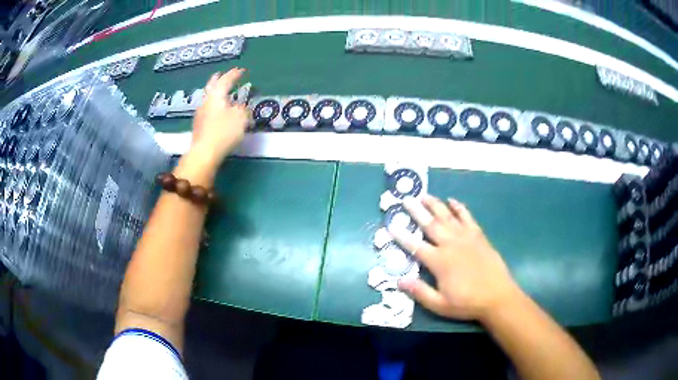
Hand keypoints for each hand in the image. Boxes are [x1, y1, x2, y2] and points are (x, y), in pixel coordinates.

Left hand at [190, 68, 250, 168]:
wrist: (204, 152)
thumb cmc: (224, 132)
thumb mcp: (240, 117)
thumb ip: (243, 108)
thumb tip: (242, 105)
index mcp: (216, 95)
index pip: (226, 80)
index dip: (234, 74)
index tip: (242, 70)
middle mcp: (206, 101)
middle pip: (211, 85)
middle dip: (218, 78)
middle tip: (222, 74)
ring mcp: (200, 113)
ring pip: (208, 96)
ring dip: (215, 91)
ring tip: (221, 91)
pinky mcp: (199, 125)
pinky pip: (207, 107)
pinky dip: (214, 103)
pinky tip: (217, 109)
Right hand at [390, 195, 521, 321]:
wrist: (498, 296)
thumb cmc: (467, 302)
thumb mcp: (440, 304)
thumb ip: (420, 292)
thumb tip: (399, 281)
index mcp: (439, 261)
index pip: (415, 246)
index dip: (401, 236)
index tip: (390, 225)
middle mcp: (450, 244)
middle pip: (430, 224)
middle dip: (416, 211)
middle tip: (406, 199)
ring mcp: (466, 237)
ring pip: (447, 216)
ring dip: (435, 205)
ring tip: (424, 195)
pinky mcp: (478, 236)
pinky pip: (467, 217)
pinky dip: (459, 208)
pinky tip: (452, 200)